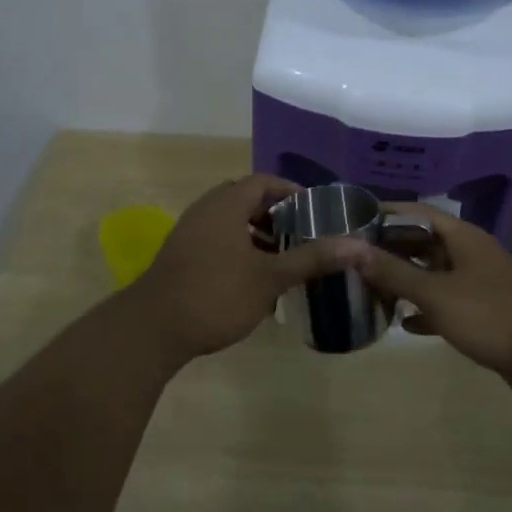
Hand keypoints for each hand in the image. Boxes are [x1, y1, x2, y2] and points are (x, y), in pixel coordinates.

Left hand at [122, 175, 357, 363]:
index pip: (262, 182)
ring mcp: (188, 233)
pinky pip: (216, 239)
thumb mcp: (270, 278)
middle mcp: (204, 211)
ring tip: (280, 258)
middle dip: (274, 214)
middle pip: (244, 199)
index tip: (314, 210)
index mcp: (226, 205)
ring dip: (255, 234)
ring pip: (229, 222)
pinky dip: (238, 248)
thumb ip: (312, 259)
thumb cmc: (216, 294)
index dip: (290, 191)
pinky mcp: (180, 256)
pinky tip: (251, 279)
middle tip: (299, 234)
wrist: (153, 329)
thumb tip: (358, 246)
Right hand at [353, 207, 511, 403]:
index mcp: (463, 237)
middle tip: (354, 259)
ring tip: (370, 289)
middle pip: (424, 242)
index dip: (386, 214)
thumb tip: (350, 248)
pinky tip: (404, 323)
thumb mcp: (435, 293)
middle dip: (391, 250)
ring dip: (406, 280)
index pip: (417, 212)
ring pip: (434, 273)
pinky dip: (425, 308)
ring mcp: (479, 282)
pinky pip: (446, 302)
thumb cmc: (488, 315)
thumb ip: (393, 271)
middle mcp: (471, 253)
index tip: (353, 220)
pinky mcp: (484, 310)